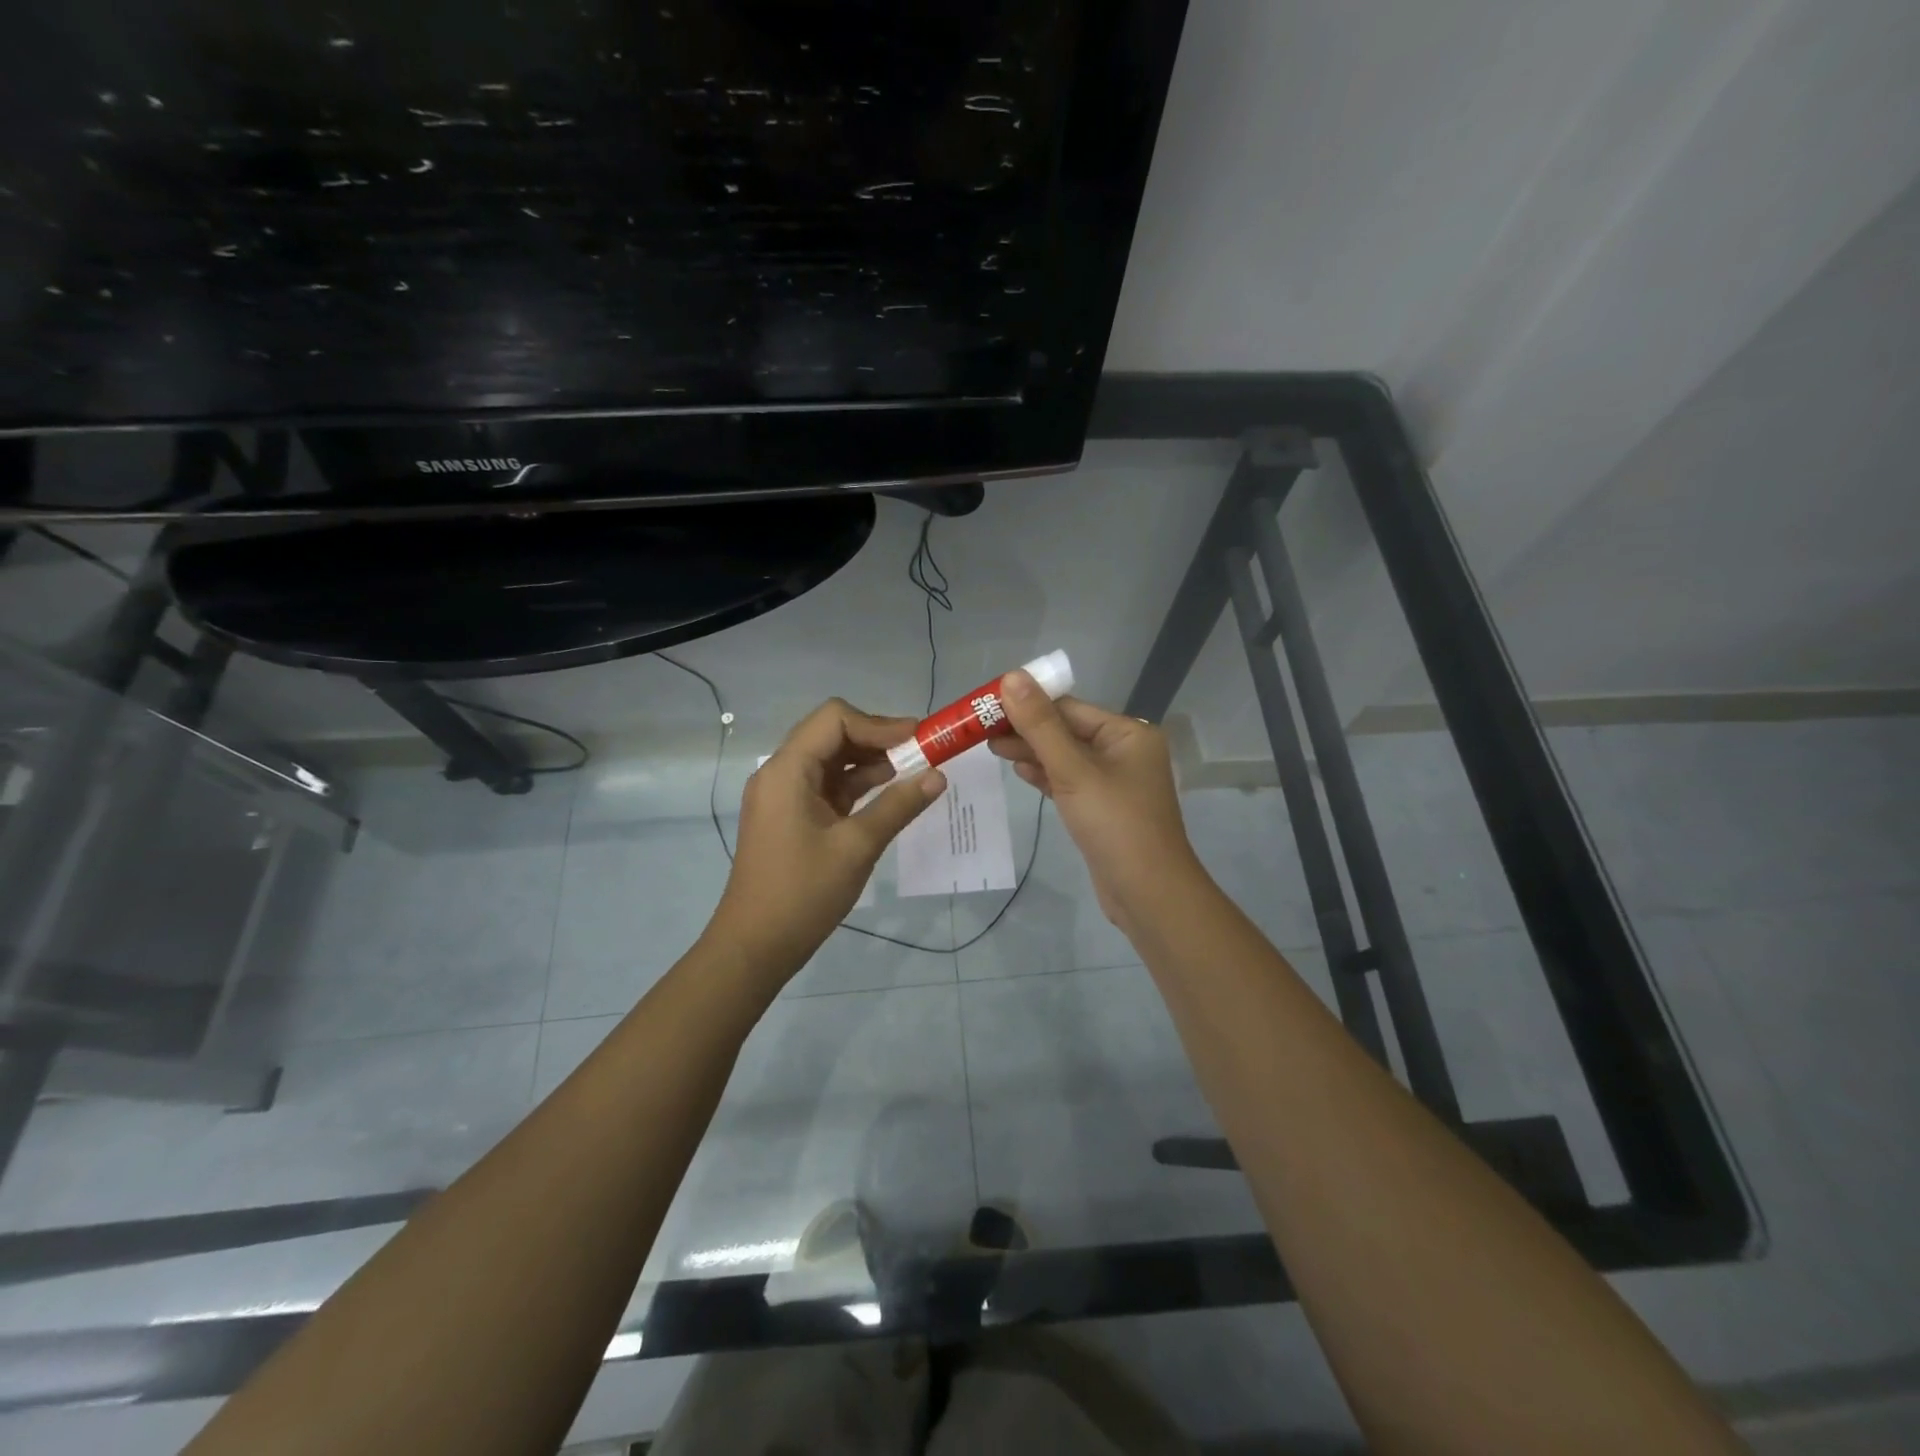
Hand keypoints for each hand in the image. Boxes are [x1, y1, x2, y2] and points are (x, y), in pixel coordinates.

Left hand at [708, 698, 945, 983]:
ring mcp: (784, 795)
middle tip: (921, 753)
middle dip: (878, 739)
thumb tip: (938, 776)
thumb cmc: (803, 893)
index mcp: (787, 770)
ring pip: (831, 760)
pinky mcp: (791, 816)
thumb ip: (898, 806)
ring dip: (870, 761)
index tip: (918, 739)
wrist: (755, 946)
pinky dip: (857, 785)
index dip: (879, 723)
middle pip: (832, 734)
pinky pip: (827, 786)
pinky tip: (889, 794)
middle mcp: (781, 773)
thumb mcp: (857, 847)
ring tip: (913, 773)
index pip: (834, 718)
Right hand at [990, 671, 1202, 934]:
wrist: (1147, 893)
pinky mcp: (1104, 808)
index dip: (1027, 704)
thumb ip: (1040, 725)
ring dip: (1032, 753)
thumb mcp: (1073, 770)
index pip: (1069, 708)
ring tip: (991, 748)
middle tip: (980, 731)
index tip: (987, 706)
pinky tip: (1020, 771)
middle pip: (1067, 731)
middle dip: (1026, 730)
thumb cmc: (1114, 823)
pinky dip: (1046, 776)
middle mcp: (1125, 751)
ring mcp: (1115, 782)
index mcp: (1128, 733)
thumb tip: (1012, 677)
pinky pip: (1070, 782)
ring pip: (1066, 758)